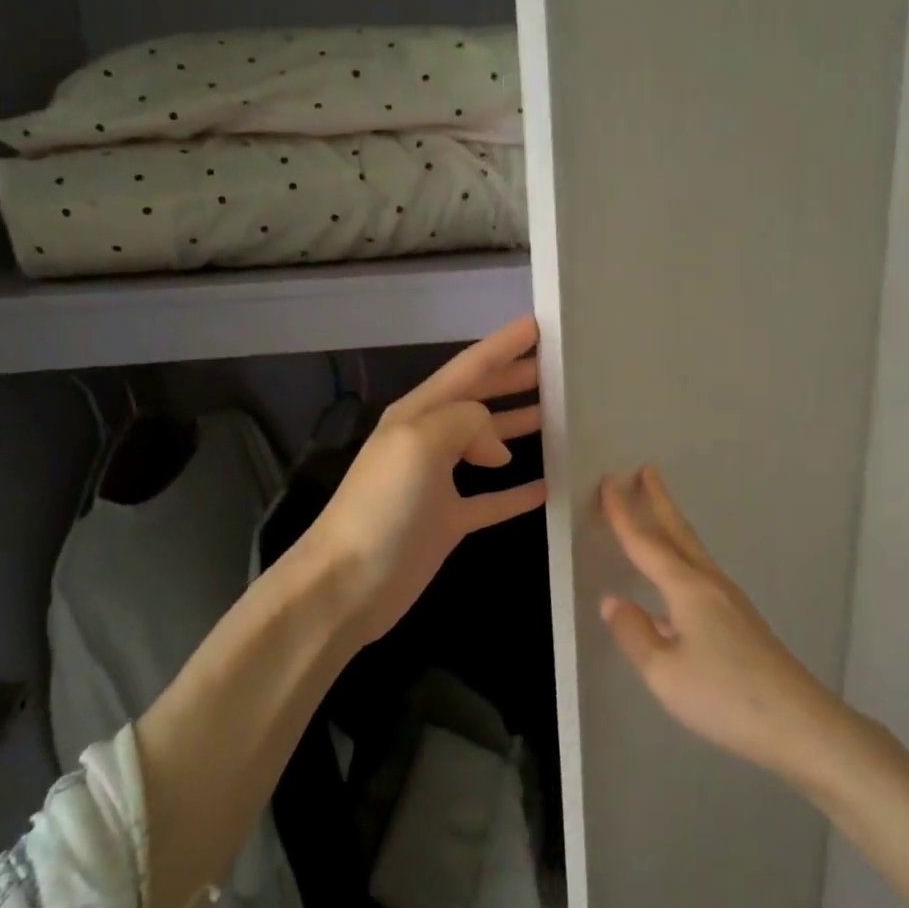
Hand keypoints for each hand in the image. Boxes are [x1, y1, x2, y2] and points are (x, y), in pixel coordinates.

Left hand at [295, 315, 547, 650]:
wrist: (348, 584)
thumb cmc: (382, 506)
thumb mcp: (419, 443)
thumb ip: (465, 422)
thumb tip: (496, 446)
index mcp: (419, 414)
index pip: (470, 368)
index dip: (504, 344)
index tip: (540, 324)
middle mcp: (429, 440)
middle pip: (481, 400)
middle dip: (516, 379)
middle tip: (559, 367)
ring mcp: (439, 482)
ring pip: (489, 444)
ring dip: (520, 426)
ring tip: (561, 416)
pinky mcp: (449, 521)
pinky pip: (493, 499)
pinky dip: (519, 491)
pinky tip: (548, 486)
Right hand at [598, 466, 836, 779]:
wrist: (798, 722)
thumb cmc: (724, 696)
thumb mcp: (663, 673)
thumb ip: (634, 634)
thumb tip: (613, 601)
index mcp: (687, 590)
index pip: (646, 544)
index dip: (624, 513)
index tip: (608, 481)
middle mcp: (710, 584)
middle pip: (678, 533)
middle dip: (660, 500)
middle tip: (646, 470)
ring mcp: (730, 601)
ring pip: (693, 552)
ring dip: (672, 526)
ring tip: (658, 511)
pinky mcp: (741, 620)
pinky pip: (701, 574)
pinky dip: (682, 559)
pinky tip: (673, 586)